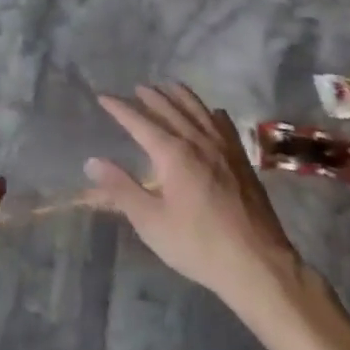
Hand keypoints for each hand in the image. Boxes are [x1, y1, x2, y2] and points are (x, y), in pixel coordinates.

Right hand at [85, 84, 313, 311]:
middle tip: (135, 88)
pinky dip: (210, 112)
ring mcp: (224, 147)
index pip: (139, 121)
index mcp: (173, 153)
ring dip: (179, 96)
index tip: (103, 97)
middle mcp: (198, 140)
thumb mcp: (150, 222)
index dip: (119, 108)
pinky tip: (211, 113)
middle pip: (170, 108)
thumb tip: (92, 161)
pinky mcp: (242, 160)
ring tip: (167, 86)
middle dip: (150, 96)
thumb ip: (120, 189)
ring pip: (198, 110)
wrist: (257, 263)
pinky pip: (223, 124)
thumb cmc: (198, 244)